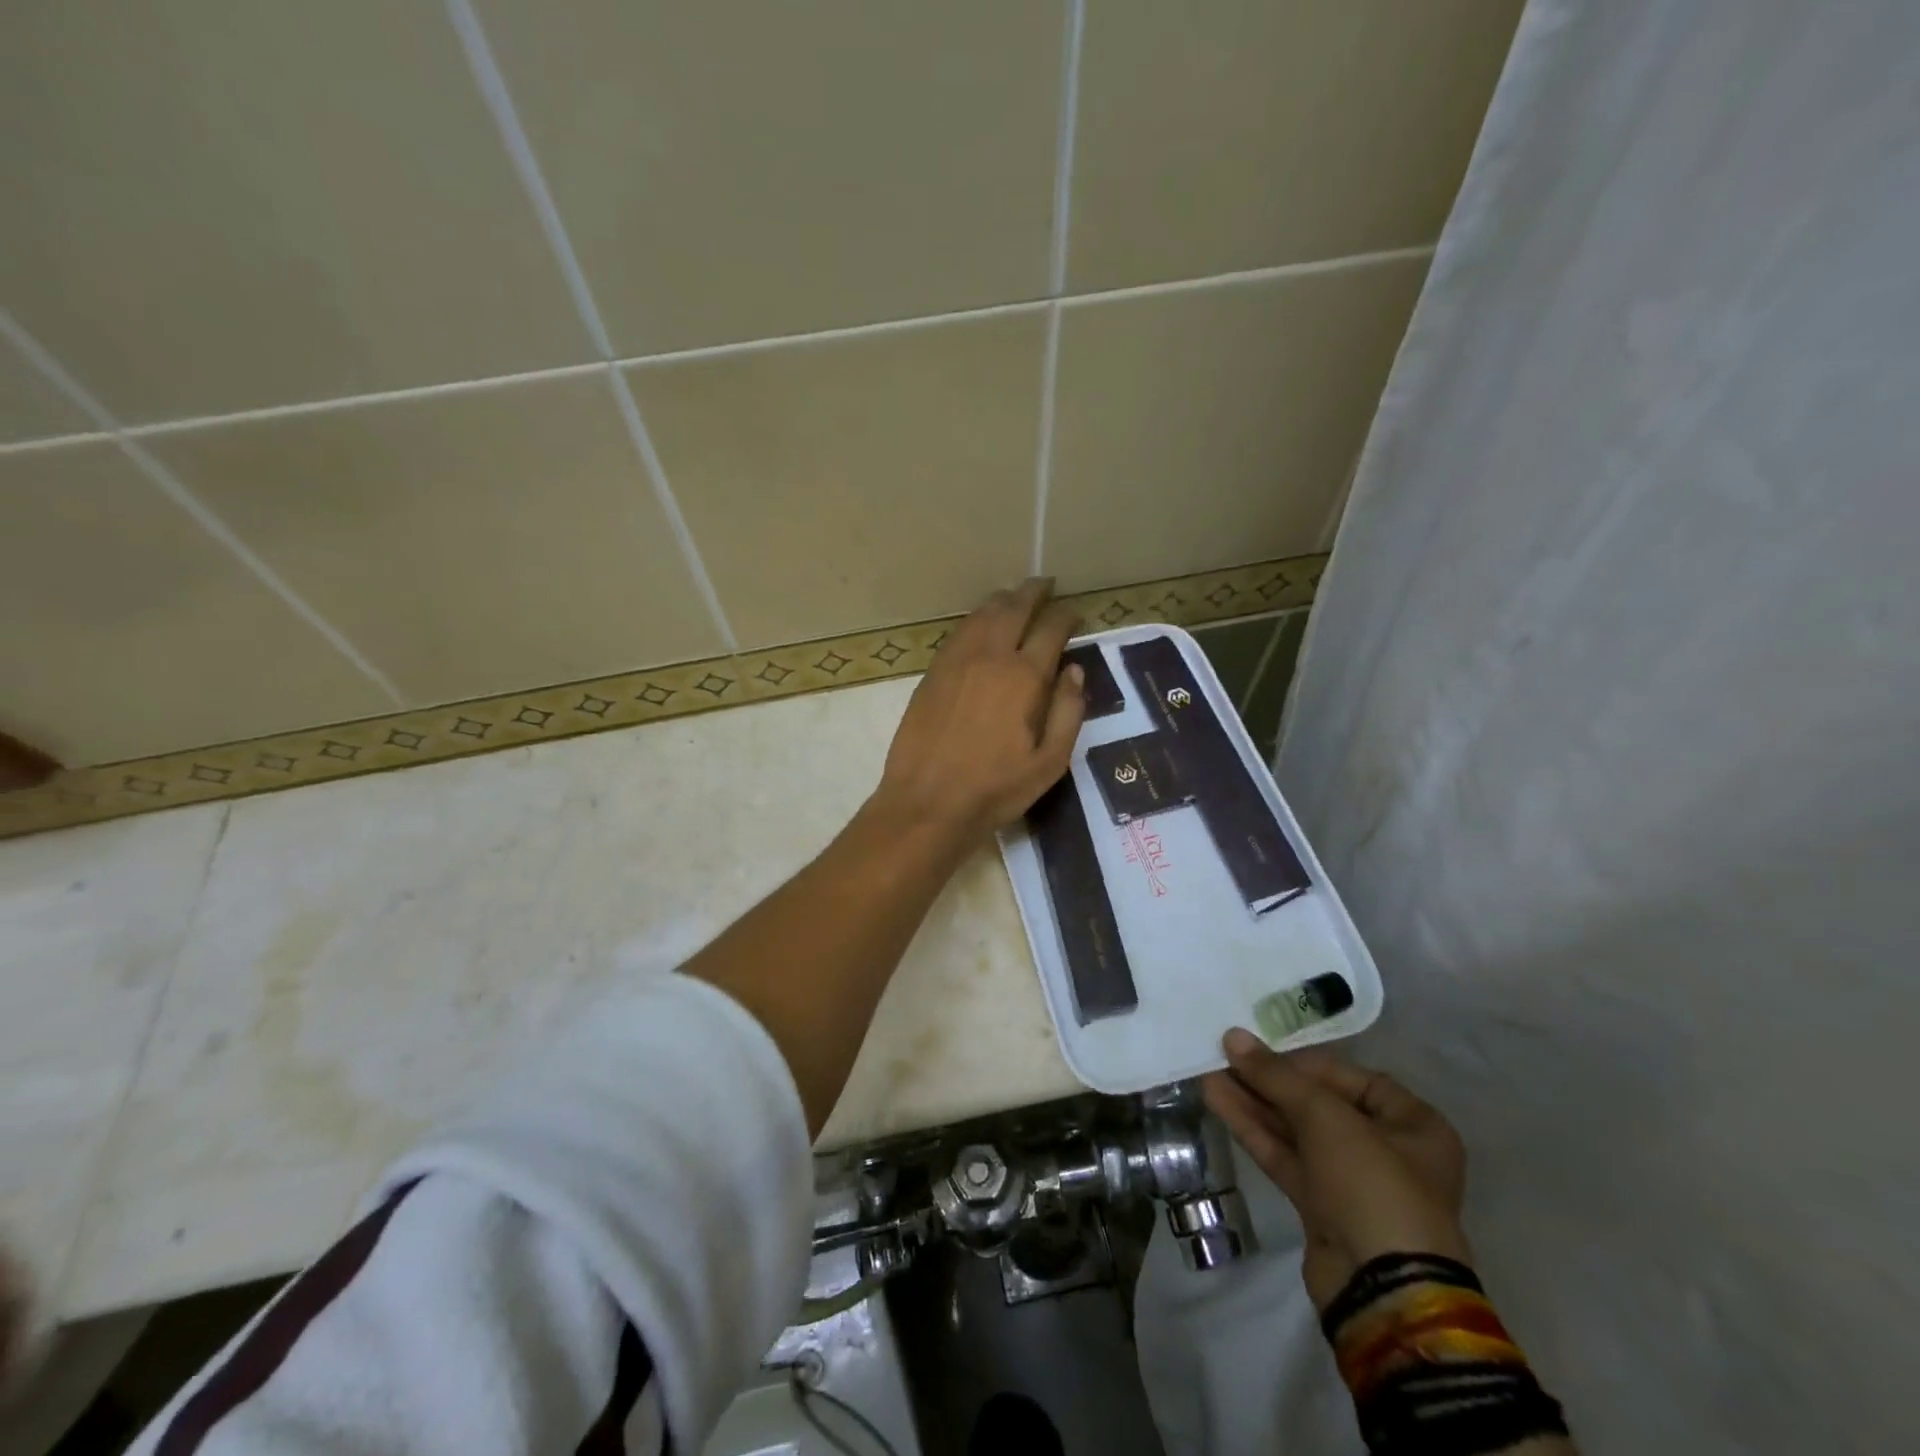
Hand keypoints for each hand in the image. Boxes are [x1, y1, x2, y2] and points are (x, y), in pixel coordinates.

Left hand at [871, 578, 1085, 846]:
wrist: (928, 801)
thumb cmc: (996, 788)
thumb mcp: (1050, 762)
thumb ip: (1069, 713)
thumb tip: (1074, 671)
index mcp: (1024, 677)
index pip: (1051, 629)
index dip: (1066, 616)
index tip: (1075, 615)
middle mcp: (990, 657)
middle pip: (1014, 609)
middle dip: (1033, 592)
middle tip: (1045, 585)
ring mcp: (956, 662)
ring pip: (982, 615)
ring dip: (1002, 600)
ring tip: (1014, 596)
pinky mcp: (932, 673)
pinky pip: (958, 632)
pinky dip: (975, 619)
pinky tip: (980, 624)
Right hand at [1203, 1031, 1471, 1308]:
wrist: (1382, 1291)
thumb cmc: (1372, 1185)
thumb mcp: (1326, 1117)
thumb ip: (1276, 1076)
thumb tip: (1232, 1036)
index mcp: (1414, 1125)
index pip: (1351, 1078)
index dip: (1304, 1062)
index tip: (1261, 1052)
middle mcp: (1388, 1150)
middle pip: (1319, 1104)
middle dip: (1270, 1082)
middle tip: (1226, 1057)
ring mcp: (1352, 1182)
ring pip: (1296, 1130)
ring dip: (1254, 1102)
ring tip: (1209, 1072)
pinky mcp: (1321, 1207)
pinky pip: (1285, 1156)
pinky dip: (1253, 1129)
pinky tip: (1218, 1101)